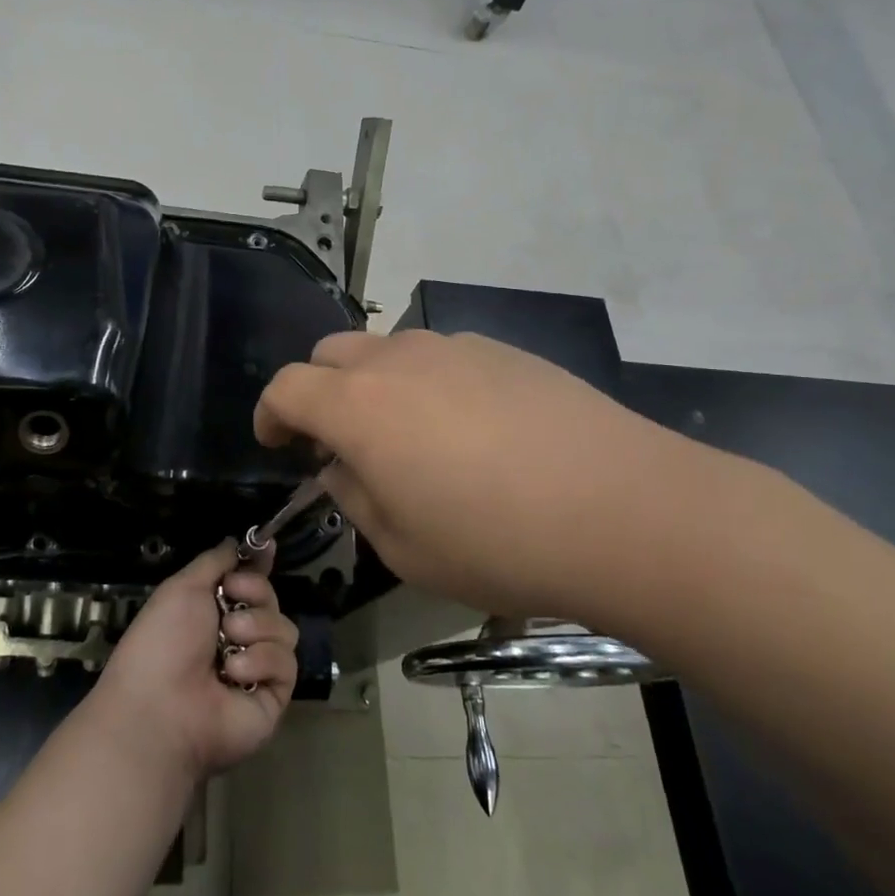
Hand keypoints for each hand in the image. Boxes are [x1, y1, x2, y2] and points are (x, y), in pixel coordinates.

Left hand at [88, 542, 299, 782]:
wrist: (161, 708)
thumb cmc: (163, 641)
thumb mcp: (182, 587)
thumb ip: (214, 561)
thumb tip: (236, 541)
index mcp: (211, 611)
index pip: (247, 581)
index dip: (258, 565)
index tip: (266, 545)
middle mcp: (236, 637)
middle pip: (270, 599)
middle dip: (255, 593)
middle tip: (231, 603)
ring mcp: (257, 668)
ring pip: (283, 628)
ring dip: (255, 628)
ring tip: (228, 643)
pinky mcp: (273, 696)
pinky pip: (286, 663)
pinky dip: (260, 661)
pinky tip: (234, 673)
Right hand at [254, 329, 725, 626]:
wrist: (624, 509)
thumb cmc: (497, 542)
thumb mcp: (403, 549)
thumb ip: (355, 500)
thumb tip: (342, 469)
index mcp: (358, 406)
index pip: (286, 387)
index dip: (270, 413)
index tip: (276, 442)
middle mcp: (397, 360)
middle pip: (330, 353)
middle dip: (318, 391)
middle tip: (339, 441)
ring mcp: (453, 347)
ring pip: (387, 350)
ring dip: (374, 385)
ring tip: (408, 436)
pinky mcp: (502, 349)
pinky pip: (441, 355)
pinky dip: (427, 382)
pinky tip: (468, 429)